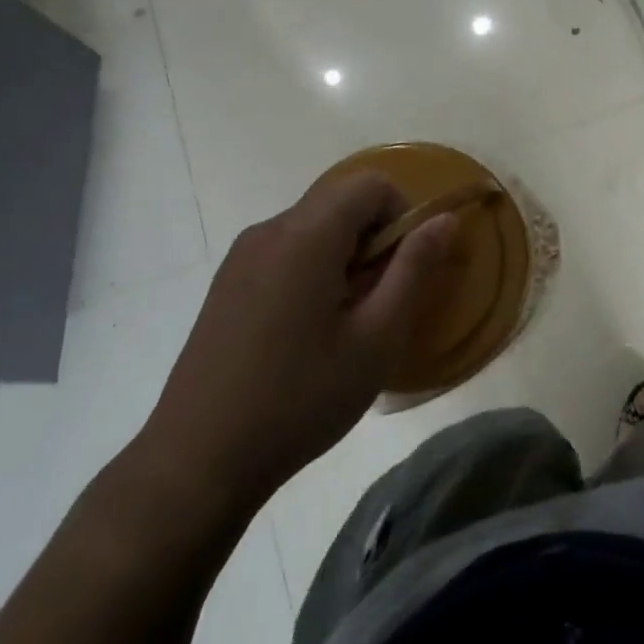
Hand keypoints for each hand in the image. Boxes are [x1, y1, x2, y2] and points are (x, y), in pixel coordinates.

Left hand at [133, 173, 455, 530]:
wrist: (199, 458)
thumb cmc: (301, 398)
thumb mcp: (377, 338)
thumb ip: (414, 269)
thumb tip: (444, 220)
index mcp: (306, 236)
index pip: (370, 184)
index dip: (402, 215)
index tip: (404, 271)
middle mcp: (268, 231)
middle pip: (340, 204)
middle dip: (374, 240)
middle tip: (379, 304)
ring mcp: (241, 257)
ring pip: (313, 229)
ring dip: (345, 258)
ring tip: (345, 324)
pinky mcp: (227, 284)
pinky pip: (285, 253)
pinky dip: (313, 271)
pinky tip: (307, 333)